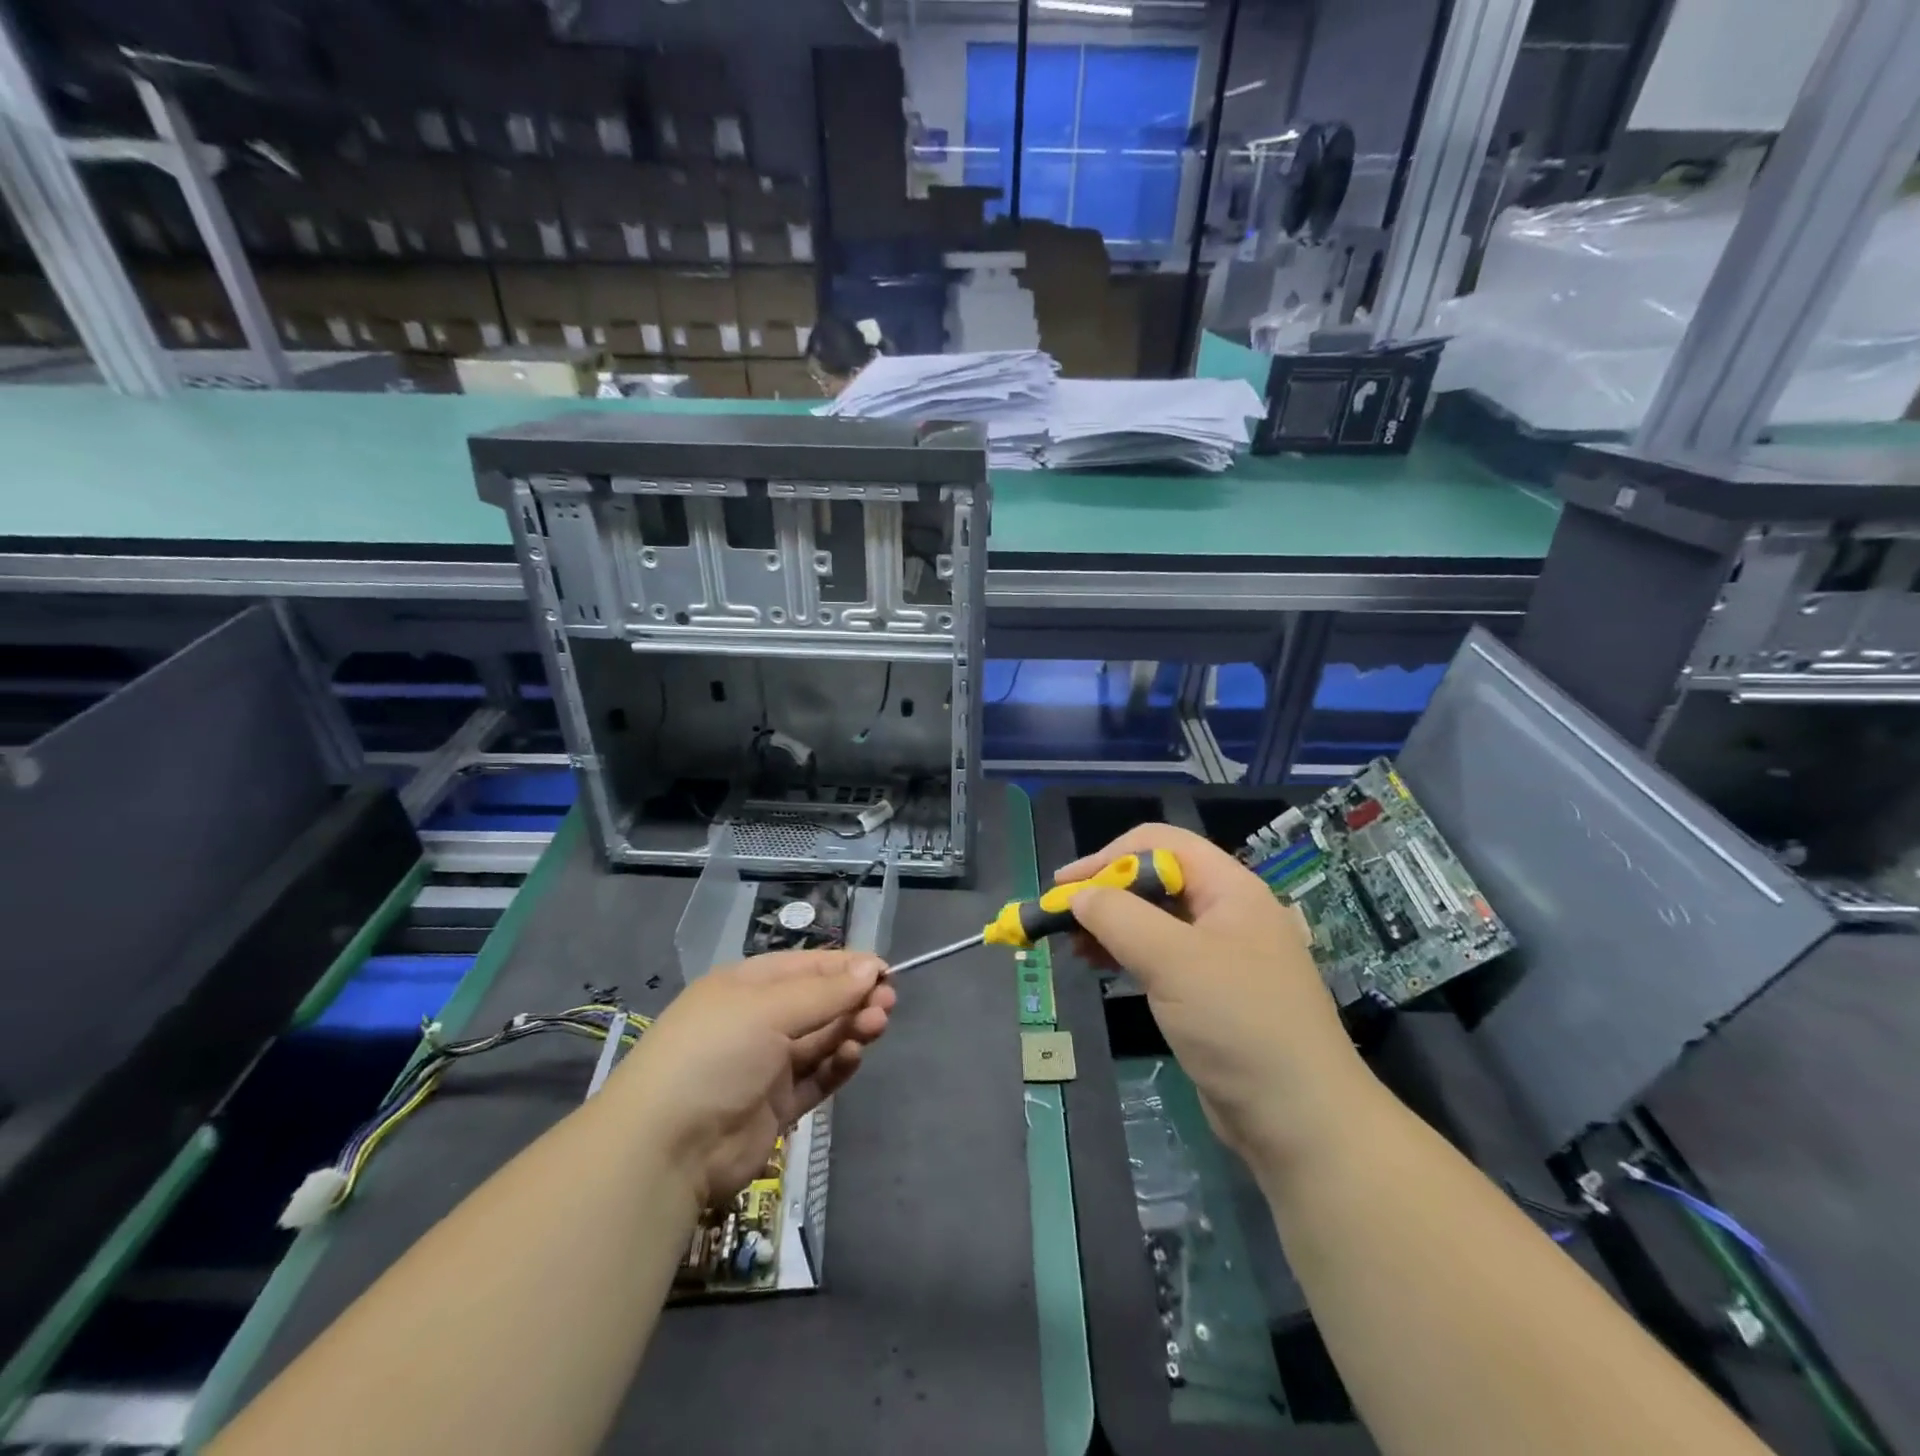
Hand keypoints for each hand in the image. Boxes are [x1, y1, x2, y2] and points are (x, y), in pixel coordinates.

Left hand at [610, 951, 894, 1203]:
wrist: (666, 1147)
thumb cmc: (715, 1054)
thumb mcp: (769, 1009)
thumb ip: (826, 991)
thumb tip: (873, 966)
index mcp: (747, 986)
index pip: (807, 967)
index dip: (847, 967)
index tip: (886, 972)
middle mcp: (757, 1021)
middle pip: (818, 1002)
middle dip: (854, 999)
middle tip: (887, 1004)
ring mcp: (766, 1066)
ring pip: (821, 1039)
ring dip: (850, 1029)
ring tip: (876, 1026)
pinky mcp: (775, 1107)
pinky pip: (815, 1078)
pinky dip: (837, 1065)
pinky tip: (853, 1057)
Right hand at [1061, 824, 1370, 1167]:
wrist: (1302, 1122)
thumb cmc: (1240, 1024)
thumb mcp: (1174, 961)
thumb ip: (1120, 917)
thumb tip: (1078, 896)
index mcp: (1230, 888)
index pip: (1160, 844)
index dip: (1108, 858)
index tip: (1064, 887)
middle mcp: (1228, 912)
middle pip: (1156, 880)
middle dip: (1106, 893)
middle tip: (1062, 919)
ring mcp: (1223, 954)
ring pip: (1155, 919)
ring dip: (1112, 925)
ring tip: (1075, 947)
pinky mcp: (1213, 992)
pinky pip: (1162, 956)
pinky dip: (1128, 954)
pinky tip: (1102, 968)